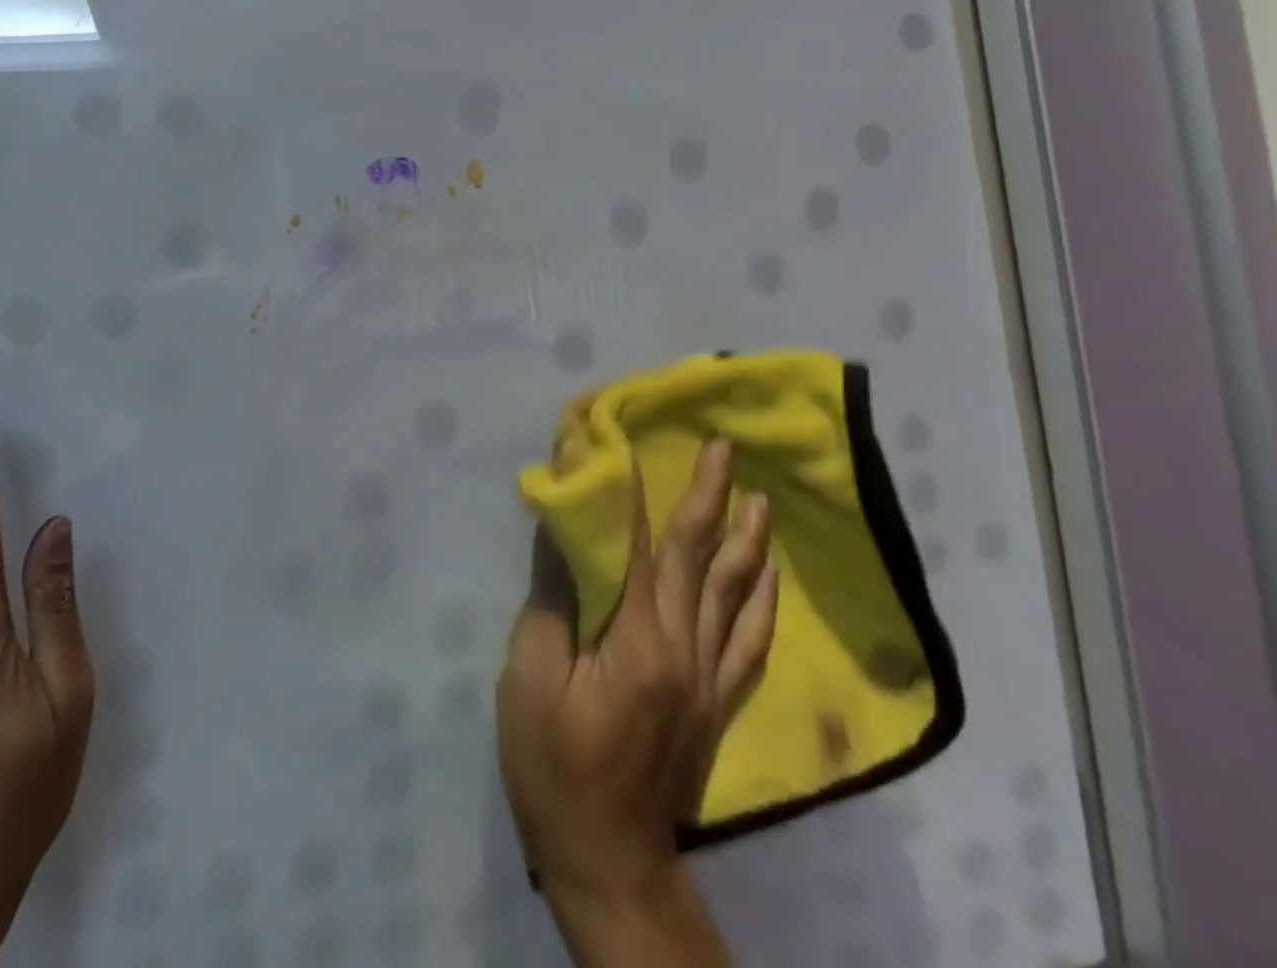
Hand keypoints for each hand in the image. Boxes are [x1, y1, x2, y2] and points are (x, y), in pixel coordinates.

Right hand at [496, 439, 776, 966]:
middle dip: (709, 496)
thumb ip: (552, 598)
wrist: (607, 858)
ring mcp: (708, 679)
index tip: (624, 439)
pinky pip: (749, 644)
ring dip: (747, 542)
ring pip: (735, 595)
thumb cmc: (553, 761)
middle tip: (723, 447)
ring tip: (759, 498)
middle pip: (698, 559)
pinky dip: (761, 604)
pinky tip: (766, 578)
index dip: (631, 488)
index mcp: (636, 638)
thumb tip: (562, 530)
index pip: (637, 544)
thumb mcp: (530, 675)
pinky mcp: (716, 705)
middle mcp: (685, 649)